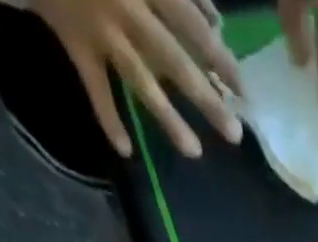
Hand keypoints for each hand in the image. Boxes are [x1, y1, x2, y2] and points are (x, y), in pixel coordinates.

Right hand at [33, 0, 242, 157]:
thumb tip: (217, 24)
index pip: (192, 27)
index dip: (220, 59)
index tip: (243, 90)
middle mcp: (126, 8)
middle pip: (174, 60)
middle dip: (206, 100)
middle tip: (234, 135)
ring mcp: (100, 29)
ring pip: (139, 80)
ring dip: (168, 118)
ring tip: (195, 152)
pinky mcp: (74, 42)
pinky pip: (94, 86)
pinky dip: (107, 118)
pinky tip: (125, 151)